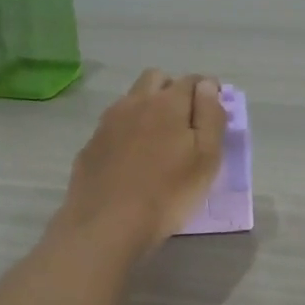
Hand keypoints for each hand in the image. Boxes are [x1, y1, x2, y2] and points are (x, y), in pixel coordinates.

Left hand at [56, 70, 225, 254]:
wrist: (107, 225)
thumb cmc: (168, 193)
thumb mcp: (206, 159)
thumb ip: (210, 117)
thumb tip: (207, 86)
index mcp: (167, 103)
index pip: (192, 80)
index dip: (207, 90)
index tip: (214, 110)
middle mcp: (134, 103)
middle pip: (156, 79)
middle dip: (173, 89)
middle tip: (186, 121)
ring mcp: (107, 123)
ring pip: (132, 100)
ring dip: (148, 108)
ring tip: (158, 142)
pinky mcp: (91, 145)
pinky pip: (114, 126)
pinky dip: (127, 132)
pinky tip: (132, 161)